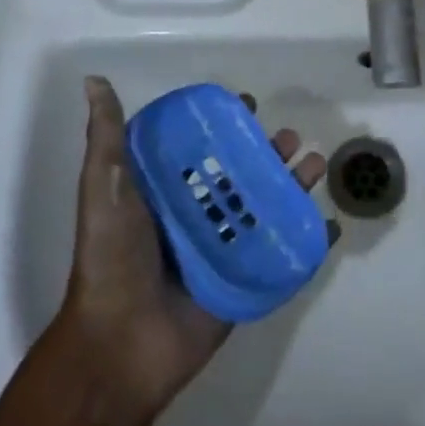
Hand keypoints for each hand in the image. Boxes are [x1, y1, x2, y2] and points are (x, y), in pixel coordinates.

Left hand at [50, 77, 326, 417]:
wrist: (121, 345)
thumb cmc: (112, 258)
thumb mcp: (103, 189)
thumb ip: (105, 138)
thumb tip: (94, 80)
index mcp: (166, 192)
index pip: (203, 148)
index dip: (225, 125)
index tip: (247, 105)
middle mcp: (197, 216)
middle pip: (242, 175)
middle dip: (268, 153)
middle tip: (290, 138)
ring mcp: (223, 250)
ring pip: (267, 208)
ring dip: (294, 186)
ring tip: (316, 165)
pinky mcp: (243, 281)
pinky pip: (281, 255)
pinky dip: (308, 239)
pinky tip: (331, 223)